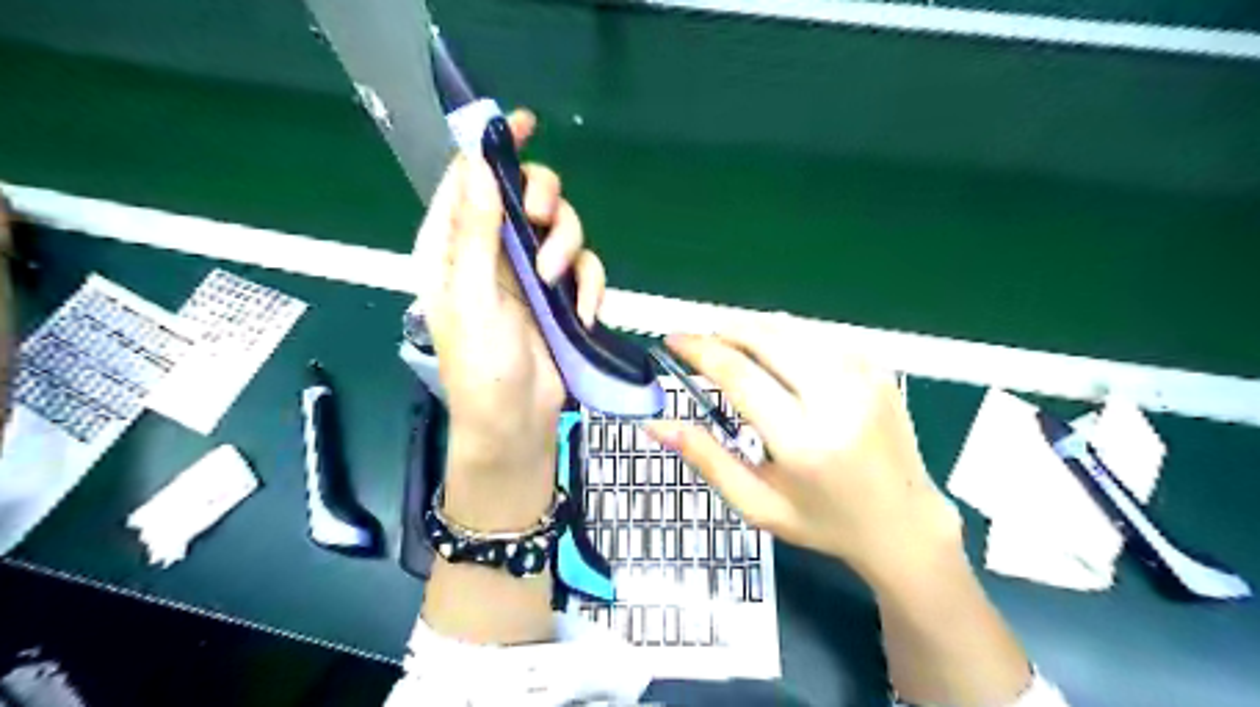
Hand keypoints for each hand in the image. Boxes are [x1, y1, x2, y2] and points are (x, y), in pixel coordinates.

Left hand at [415, 113, 605, 523]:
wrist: (517, 424)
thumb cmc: (481, 369)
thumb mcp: (472, 299)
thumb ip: (475, 232)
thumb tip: (477, 163)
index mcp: (455, 248)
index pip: (470, 180)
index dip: (492, 148)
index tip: (523, 125)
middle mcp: (495, 252)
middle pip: (527, 197)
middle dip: (544, 204)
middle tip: (543, 226)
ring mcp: (532, 275)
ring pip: (563, 229)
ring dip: (569, 249)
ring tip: (558, 284)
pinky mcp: (562, 297)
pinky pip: (587, 269)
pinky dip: (589, 285)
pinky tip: (582, 312)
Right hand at [649, 317, 967, 587]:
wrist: (904, 522)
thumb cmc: (823, 522)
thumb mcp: (757, 504)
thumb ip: (706, 459)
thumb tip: (656, 424)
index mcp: (803, 442)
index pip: (740, 375)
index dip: (701, 350)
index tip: (673, 339)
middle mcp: (837, 400)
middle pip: (767, 338)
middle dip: (724, 330)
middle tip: (698, 340)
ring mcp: (863, 378)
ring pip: (793, 329)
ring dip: (753, 328)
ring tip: (727, 341)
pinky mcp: (877, 369)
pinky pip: (819, 336)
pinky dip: (786, 335)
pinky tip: (772, 350)